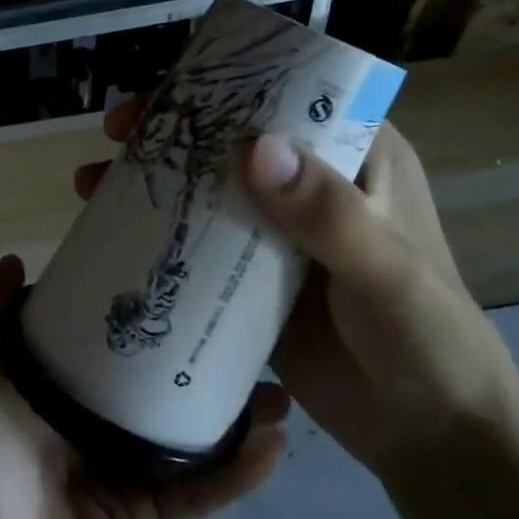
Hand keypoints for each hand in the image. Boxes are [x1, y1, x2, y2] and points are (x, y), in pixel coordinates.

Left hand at [0, 255, 286, 518]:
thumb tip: (14, 260)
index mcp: (38, 390)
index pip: (88, 338)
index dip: (125, 306)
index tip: (171, 276)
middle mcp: (75, 427)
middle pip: (142, 384)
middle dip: (188, 357)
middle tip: (240, 326)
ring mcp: (110, 476)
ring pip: (179, 435)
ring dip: (226, 414)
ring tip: (276, 386)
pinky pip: (196, 492)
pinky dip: (235, 473)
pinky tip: (276, 445)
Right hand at [76, 102, 518, 479]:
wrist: (428, 430)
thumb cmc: (428, 338)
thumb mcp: (386, 270)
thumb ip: (326, 213)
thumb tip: (252, 148)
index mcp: (359, 160)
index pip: (286, 99)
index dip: (222, 89)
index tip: (162, 98)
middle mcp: (314, 187)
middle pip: (232, 143)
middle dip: (170, 136)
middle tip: (113, 137)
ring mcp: (279, 237)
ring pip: (207, 194)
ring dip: (153, 186)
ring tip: (90, 186)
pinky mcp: (253, 283)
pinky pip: (200, 250)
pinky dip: (159, 241)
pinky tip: (113, 241)